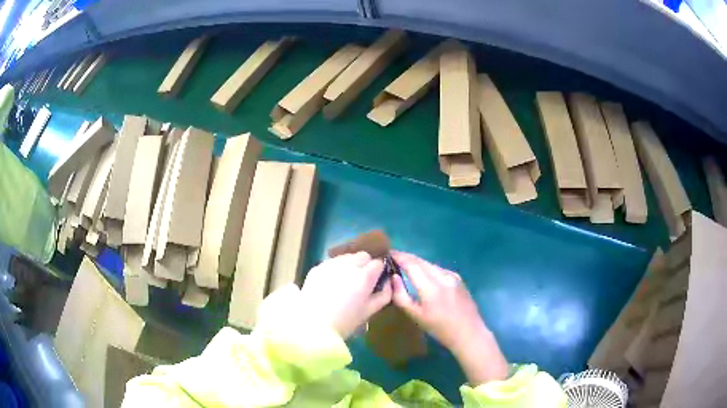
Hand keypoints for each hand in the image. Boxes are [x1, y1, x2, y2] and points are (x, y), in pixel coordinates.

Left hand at [301, 251, 391, 338]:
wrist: (313, 325)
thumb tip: (388, 282)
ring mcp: (331, 264)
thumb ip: (384, 295)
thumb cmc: (345, 322)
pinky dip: (335, 269)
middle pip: (363, 255)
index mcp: (364, 276)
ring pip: (347, 256)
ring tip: (345, 281)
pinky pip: (332, 262)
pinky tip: (331, 283)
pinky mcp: (318, 267)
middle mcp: (349, 265)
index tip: (375, 280)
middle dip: (365, 265)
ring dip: (350, 264)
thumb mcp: (369, 311)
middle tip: (360, 281)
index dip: (379, 271)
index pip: (378, 263)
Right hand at [391, 251, 507, 384]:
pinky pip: (439, 269)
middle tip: (393, 258)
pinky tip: (423, 275)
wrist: (468, 332)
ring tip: (405, 265)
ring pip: (430, 264)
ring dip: (417, 263)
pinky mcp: (458, 278)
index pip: (411, 264)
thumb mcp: (416, 316)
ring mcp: (452, 276)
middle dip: (406, 257)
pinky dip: (428, 269)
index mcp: (431, 287)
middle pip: (421, 261)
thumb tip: (394, 278)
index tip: (387, 254)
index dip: (398, 257)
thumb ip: (401, 296)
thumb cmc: (439, 328)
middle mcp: (443, 276)